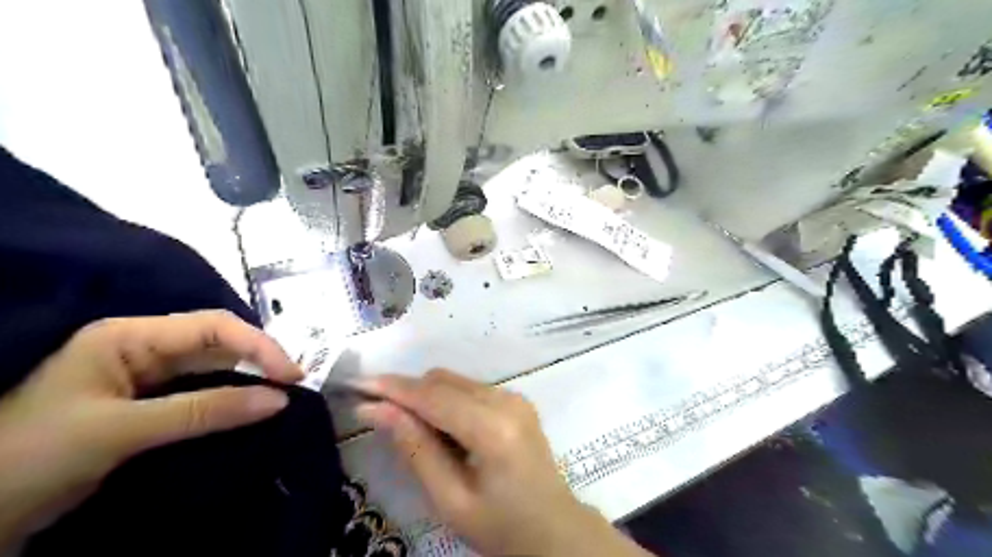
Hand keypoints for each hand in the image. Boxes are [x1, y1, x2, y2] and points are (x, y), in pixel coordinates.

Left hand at [0, 311, 301, 549]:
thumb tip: (279, 399)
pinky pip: (204, 392)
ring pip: (215, 367)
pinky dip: (232, 399)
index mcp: (130, 336)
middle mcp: (143, 347)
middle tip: (295, 385)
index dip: (259, 346)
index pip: (213, 327)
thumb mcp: (122, 431)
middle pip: (219, 342)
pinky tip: (253, 409)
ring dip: (250, 379)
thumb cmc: (32, 458)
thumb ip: (205, 411)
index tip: (292, 376)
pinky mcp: (150, 403)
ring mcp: (147, 375)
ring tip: (283, 395)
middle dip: (260, 359)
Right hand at [355, 370, 651, 555]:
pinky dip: (447, 401)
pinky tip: (444, 431)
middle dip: (409, 392)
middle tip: (379, 415)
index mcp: (494, 428)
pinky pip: (469, 389)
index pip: (434, 396)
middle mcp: (507, 400)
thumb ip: (415, 448)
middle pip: (443, 380)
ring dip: (427, 397)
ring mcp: (515, 396)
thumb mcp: (450, 499)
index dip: (394, 389)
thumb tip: (376, 409)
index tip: (359, 386)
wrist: (554, 528)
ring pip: (455, 381)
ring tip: (414, 432)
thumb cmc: (501, 526)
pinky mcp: (515, 399)